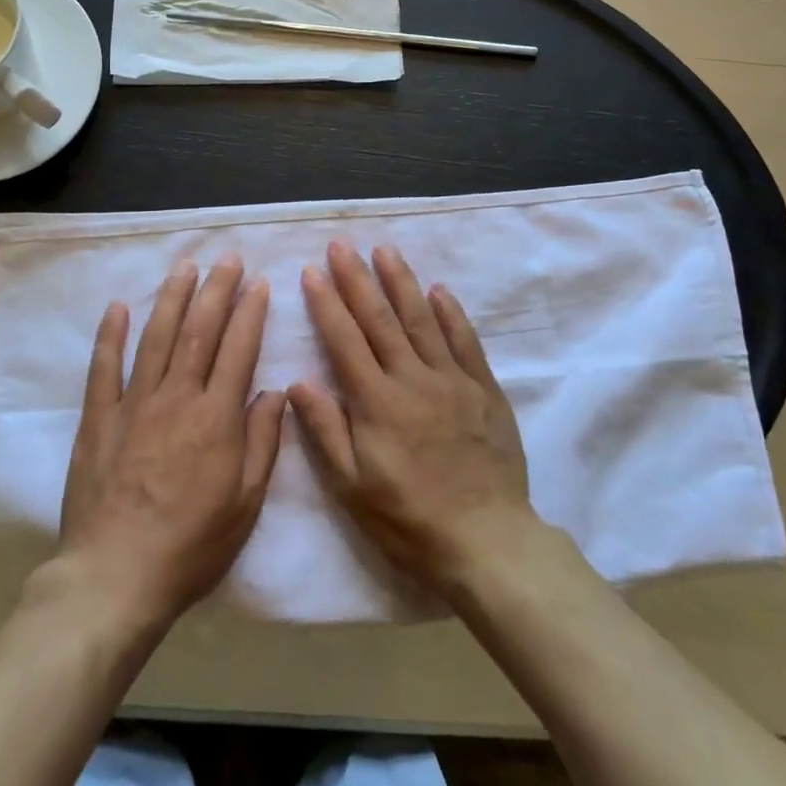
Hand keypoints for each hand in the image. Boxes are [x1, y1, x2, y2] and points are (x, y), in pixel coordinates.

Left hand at [57, 258, 287, 626]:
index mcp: (216, 417)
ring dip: (173, 299)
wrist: (116, 577)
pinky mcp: (99, 419)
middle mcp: (177, 397)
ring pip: (157, 338)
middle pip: (199, 331)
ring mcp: (134, 404)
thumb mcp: (246, 501)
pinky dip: (111, 335)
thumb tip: (273, 392)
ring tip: (185, 268)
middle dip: (216, 290)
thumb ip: (262, 441)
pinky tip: (118, 307)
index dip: (250, 312)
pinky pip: (104, 368)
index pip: (239, 349)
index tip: (258, 283)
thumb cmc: (192, 544)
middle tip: (226, 258)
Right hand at [288, 243, 534, 595]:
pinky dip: (451, 313)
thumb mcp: (353, 488)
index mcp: (377, 403)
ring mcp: (452, 380)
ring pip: (422, 320)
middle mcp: (413, 379)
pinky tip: (439, 290)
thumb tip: (298, 381)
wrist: (487, 541)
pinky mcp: (484, 389)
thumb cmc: (409, 520)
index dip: (326, 303)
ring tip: (384, 251)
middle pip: (380, 319)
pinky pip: (465, 341)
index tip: (312, 271)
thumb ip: (326, 431)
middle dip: (357, 279)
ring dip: (401, 282)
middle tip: (342, 245)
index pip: (345, 341)